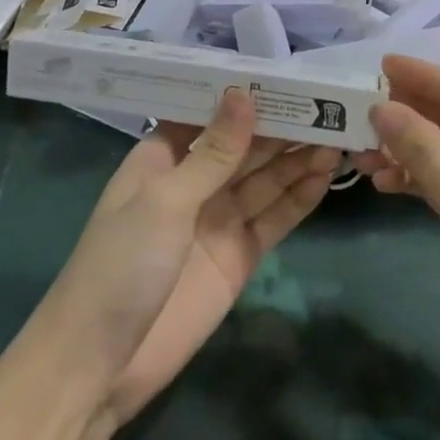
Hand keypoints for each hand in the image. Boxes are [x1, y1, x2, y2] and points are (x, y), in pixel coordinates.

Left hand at [35, 89, 336, 430]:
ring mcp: (218, 220)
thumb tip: (244, 93)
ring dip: (297, 158)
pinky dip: (299, 198)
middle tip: (329, 105)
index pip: (211, 114)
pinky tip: (325, 175)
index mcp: (163, 158)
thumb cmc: (120, 265)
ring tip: (338, 136)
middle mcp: (194, 182)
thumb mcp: (165, 200)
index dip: (246, 96)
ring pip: (265, 179)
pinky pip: (274, 218)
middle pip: (245, 146)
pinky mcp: (239, 256)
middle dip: (283, 126)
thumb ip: (213, 153)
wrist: (100, 365)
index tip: (288, 74)